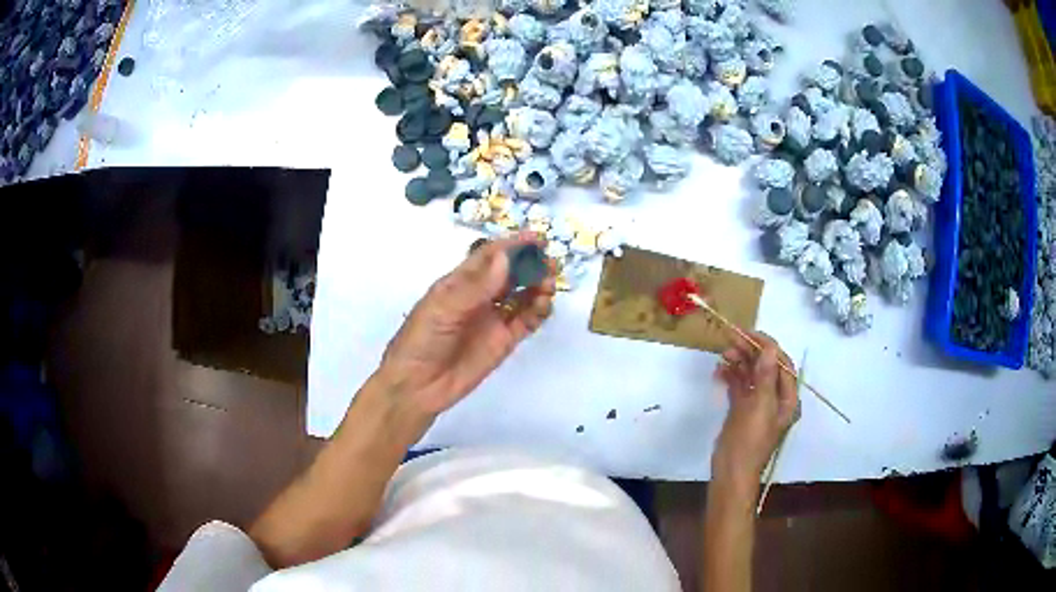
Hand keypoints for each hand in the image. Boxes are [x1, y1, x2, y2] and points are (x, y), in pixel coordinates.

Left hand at [377, 234, 555, 420]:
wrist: (417, 387)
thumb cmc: (422, 340)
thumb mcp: (443, 309)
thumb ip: (476, 286)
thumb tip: (506, 259)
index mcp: (460, 282)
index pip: (490, 257)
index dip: (512, 246)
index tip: (536, 239)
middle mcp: (480, 296)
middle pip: (511, 273)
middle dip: (531, 265)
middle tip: (550, 262)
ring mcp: (493, 319)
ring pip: (522, 296)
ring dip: (538, 286)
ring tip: (549, 284)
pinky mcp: (504, 341)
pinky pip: (527, 321)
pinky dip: (539, 311)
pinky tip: (544, 305)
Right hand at [712, 331, 798, 488]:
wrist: (731, 472)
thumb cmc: (749, 442)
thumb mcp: (759, 408)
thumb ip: (765, 377)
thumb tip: (769, 349)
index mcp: (786, 398)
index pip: (781, 363)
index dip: (767, 346)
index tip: (748, 334)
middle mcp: (775, 398)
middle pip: (766, 366)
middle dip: (750, 352)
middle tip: (730, 341)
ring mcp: (758, 404)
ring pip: (751, 374)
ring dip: (739, 362)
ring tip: (723, 355)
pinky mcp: (742, 410)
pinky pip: (739, 386)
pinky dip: (730, 376)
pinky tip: (718, 372)